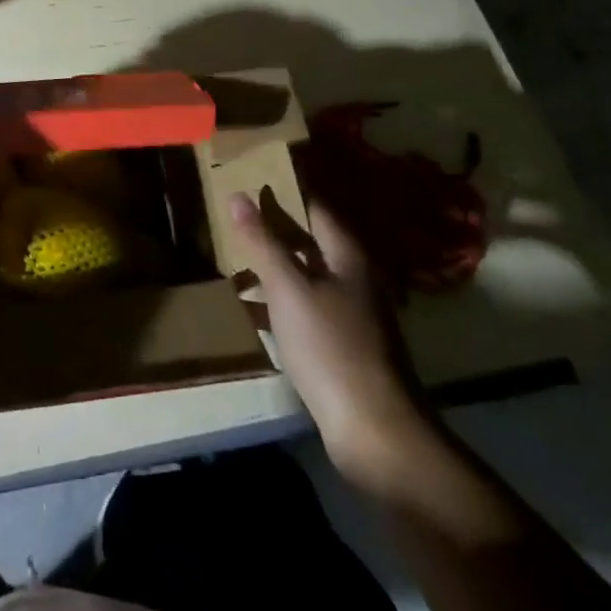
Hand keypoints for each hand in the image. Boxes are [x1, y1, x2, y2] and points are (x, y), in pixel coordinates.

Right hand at [230, 191, 436, 495]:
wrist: (377, 433)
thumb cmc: (331, 347)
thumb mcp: (288, 289)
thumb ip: (263, 242)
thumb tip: (238, 195)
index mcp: (347, 255)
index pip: (313, 206)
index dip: (283, 190)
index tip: (249, 177)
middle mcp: (355, 277)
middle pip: (310, 240)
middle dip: (273, 227)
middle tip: (233, 214)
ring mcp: (352, 313)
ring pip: (306, 274)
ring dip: (274, 264)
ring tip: (234, 255)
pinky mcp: (344, 345)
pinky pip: (306, 306)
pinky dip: (280, 299)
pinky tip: (252, 305)